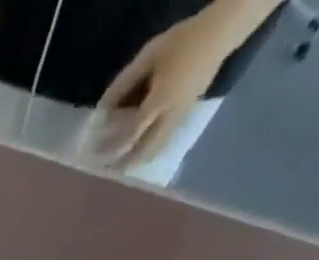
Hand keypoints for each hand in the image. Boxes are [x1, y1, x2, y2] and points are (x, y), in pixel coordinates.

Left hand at [94, 9, 238, 171]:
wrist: (224, 29)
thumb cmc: (183, 40)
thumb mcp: (148, 57)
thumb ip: (123, 84)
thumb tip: (101, 108)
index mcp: (159, 102)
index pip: (129, 134)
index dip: (111, 145)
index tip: (94, 153)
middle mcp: (170, 115)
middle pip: (144, 150)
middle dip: (125, 162)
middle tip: (107, 171)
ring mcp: (182, 115)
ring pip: (157, 148)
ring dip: (139, 160)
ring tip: (122, 166)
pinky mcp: (188, 112)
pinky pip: (166, 139)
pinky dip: (151, 149)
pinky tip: (141, 152)